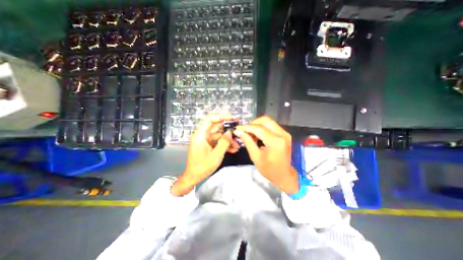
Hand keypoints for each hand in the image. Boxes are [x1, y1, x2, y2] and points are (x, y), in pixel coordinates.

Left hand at [172, 112, 239, 195]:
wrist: (193, 177)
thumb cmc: (202, 167)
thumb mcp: (216, 155)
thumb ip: (224, 142)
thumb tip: (230, 132)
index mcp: (201, 135)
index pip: (210, 119)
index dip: (221, 116)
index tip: (232, 118)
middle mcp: (202, 135)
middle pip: (216, 127)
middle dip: (228, 129)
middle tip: (238, 130)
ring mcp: (205, 140)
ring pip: (219, 135)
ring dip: (228, 139)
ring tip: (237, 145)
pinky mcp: (208, 145)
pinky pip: (217, 141)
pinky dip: (224, 144)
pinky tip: (233, 149)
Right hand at [236, 116, 295, 193]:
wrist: (285, 176)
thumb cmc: (270, 170)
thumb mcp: (256, 157)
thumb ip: (248, 142)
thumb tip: (239, 132)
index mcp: (275, 141)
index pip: (258, 128)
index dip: (246, 127)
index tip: (238, 128)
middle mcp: (282, 134)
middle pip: (265, 120)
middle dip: (253, 123)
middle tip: (245, 131)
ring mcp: (285, 133)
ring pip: (268, 122)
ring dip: (257, 125)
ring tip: (250, 134)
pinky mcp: (285, 135)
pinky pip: (272, 126)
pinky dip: (263, 128)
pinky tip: (257, 135)